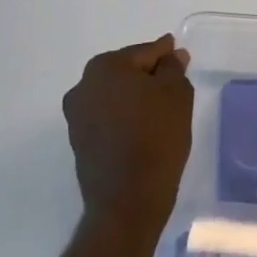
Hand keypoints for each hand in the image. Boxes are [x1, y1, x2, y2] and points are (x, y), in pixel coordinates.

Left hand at [62, 35, 193, 234]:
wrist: (127, 203)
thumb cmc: (155, 139)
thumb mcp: (176, 95)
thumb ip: (174, 68)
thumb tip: (172, 56)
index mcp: (105, 66)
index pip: (145, 53)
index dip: (166, 55)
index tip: (180, 57)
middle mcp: (83, 85)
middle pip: (126, 71)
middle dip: (149, 75)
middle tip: (174, 85)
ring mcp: (76, 116)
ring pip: (115, 95)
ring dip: (135, 97)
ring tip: (161, 110)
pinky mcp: (78, 142)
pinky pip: (107, 117)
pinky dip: (124, 117)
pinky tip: (143, 128)